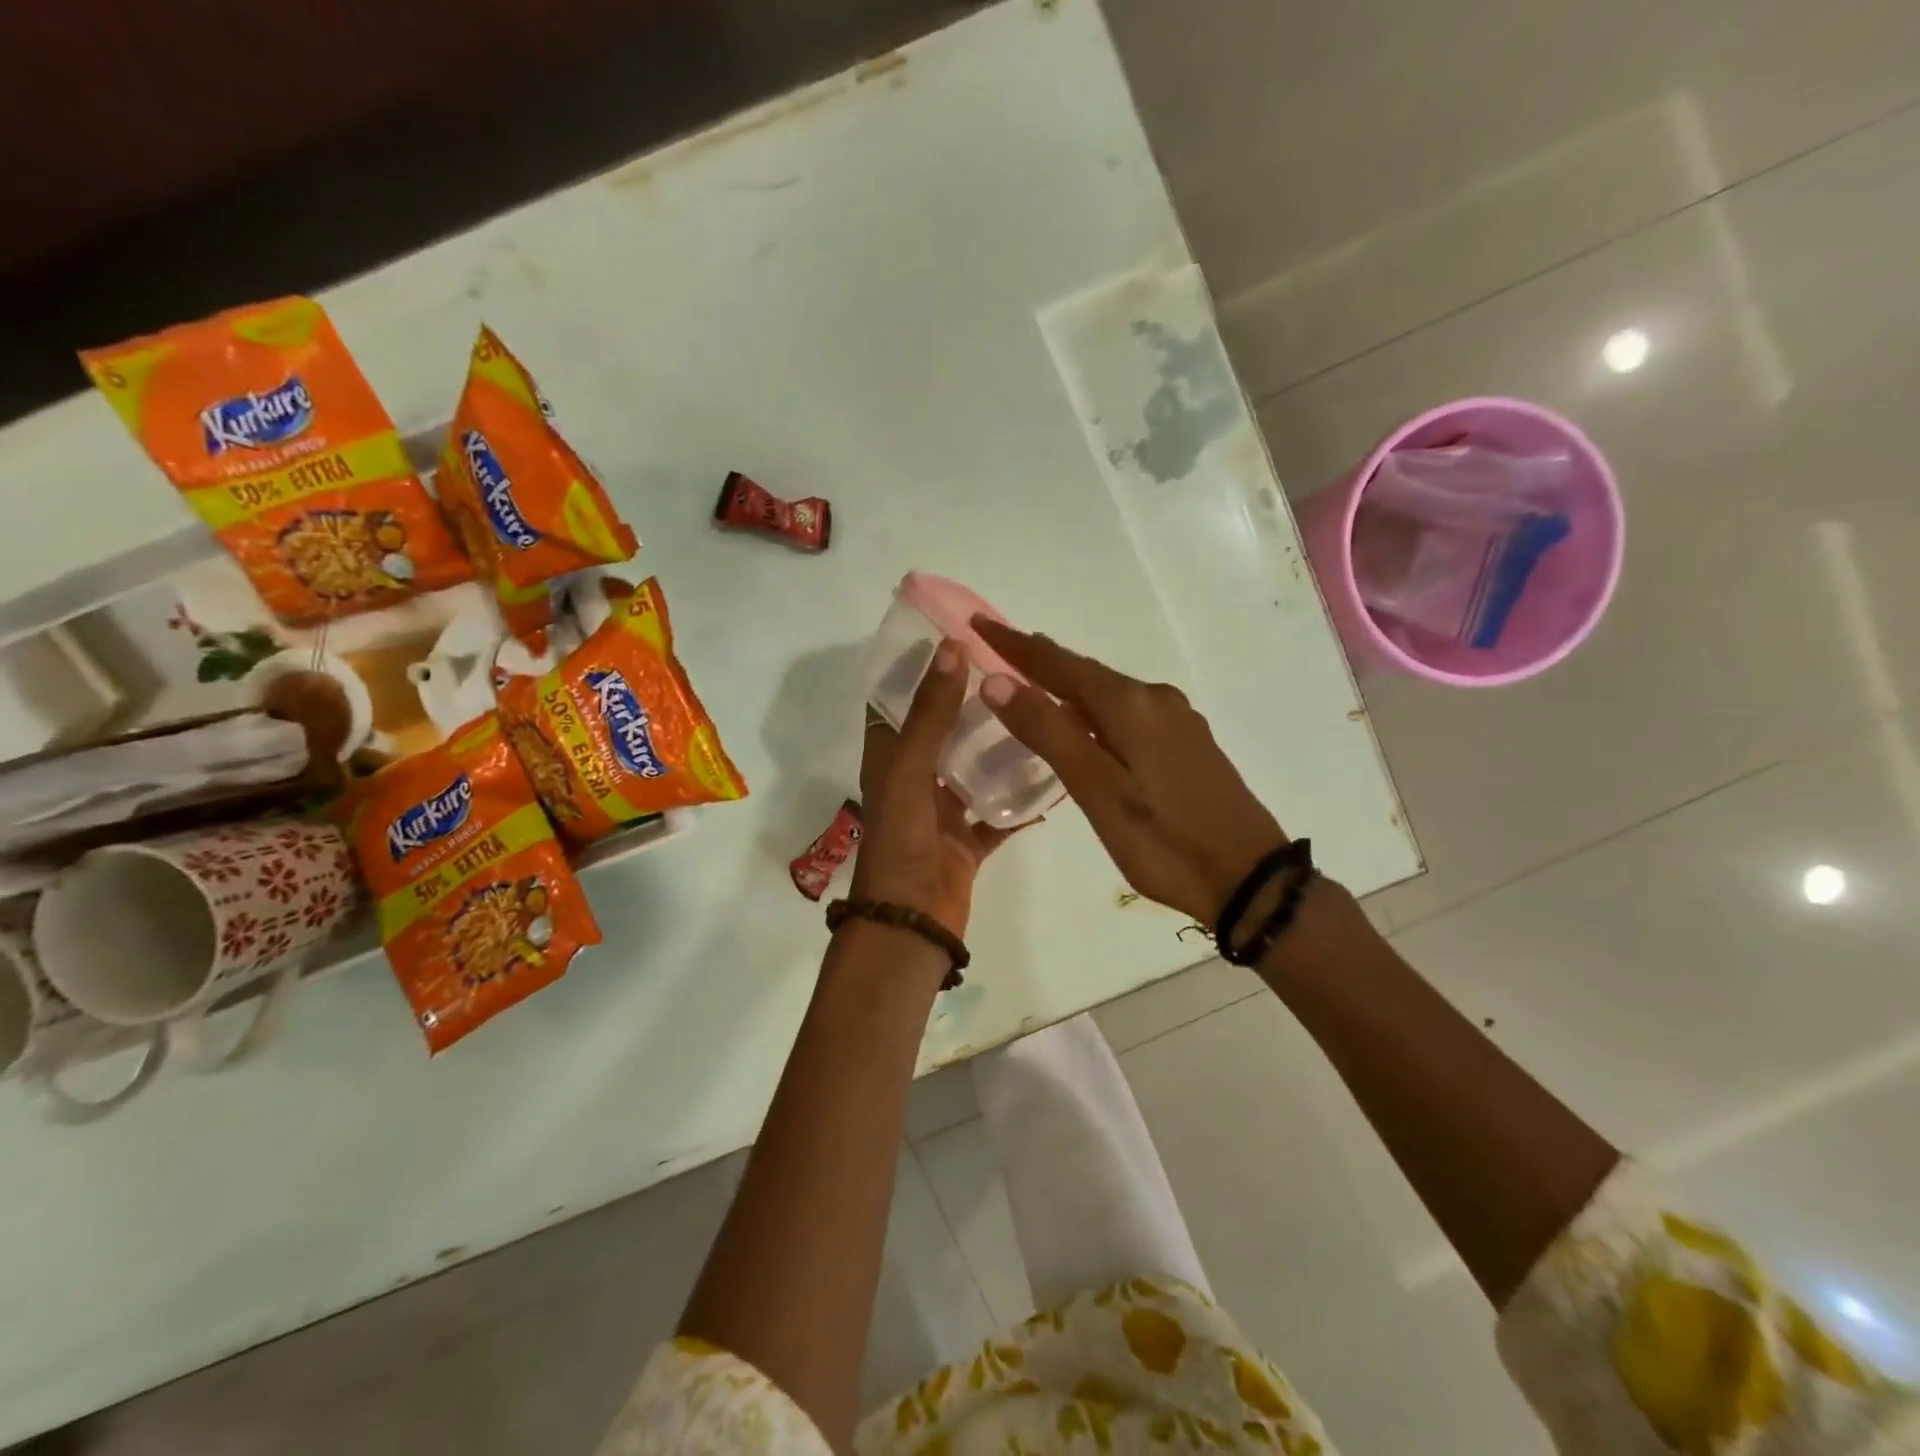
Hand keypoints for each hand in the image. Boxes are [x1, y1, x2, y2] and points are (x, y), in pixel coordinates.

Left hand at [852, 641, 1011, 936]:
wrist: (910, 923)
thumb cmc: (901, 840)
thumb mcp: (909, 771)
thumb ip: (931, 714)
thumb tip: (952, 648)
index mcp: (890, 759)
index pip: (901, 703)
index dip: (923, 672)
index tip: (961, 640)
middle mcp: (915, 779)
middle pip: (944, 731)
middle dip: (973, 704)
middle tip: (1016, 673)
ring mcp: (942, 812)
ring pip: (975, 769)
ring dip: (1001, 746)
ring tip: (1039, 713)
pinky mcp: (968, 840)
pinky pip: (999, 812)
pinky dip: (1020, 799)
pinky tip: (1053, 775)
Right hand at [972, 618, 1284, 924]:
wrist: (1249, 879)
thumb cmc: (1163, 841)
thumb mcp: (1096, 790)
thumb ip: (1048, 732)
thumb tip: (996, 681)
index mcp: (1130, 705)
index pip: (1059, 664)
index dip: (1016, 646)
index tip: (978, 624)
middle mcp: (1155, 699)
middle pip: (1085, 672)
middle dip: (1040, 660)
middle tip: (998, 649)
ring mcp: (1177, 720)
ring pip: (1108, 692)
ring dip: (1067, 684)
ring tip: (1031, 681)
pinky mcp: (1188, 742)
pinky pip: (1128, 711)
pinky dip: (1094, 708)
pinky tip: (1085, 723)